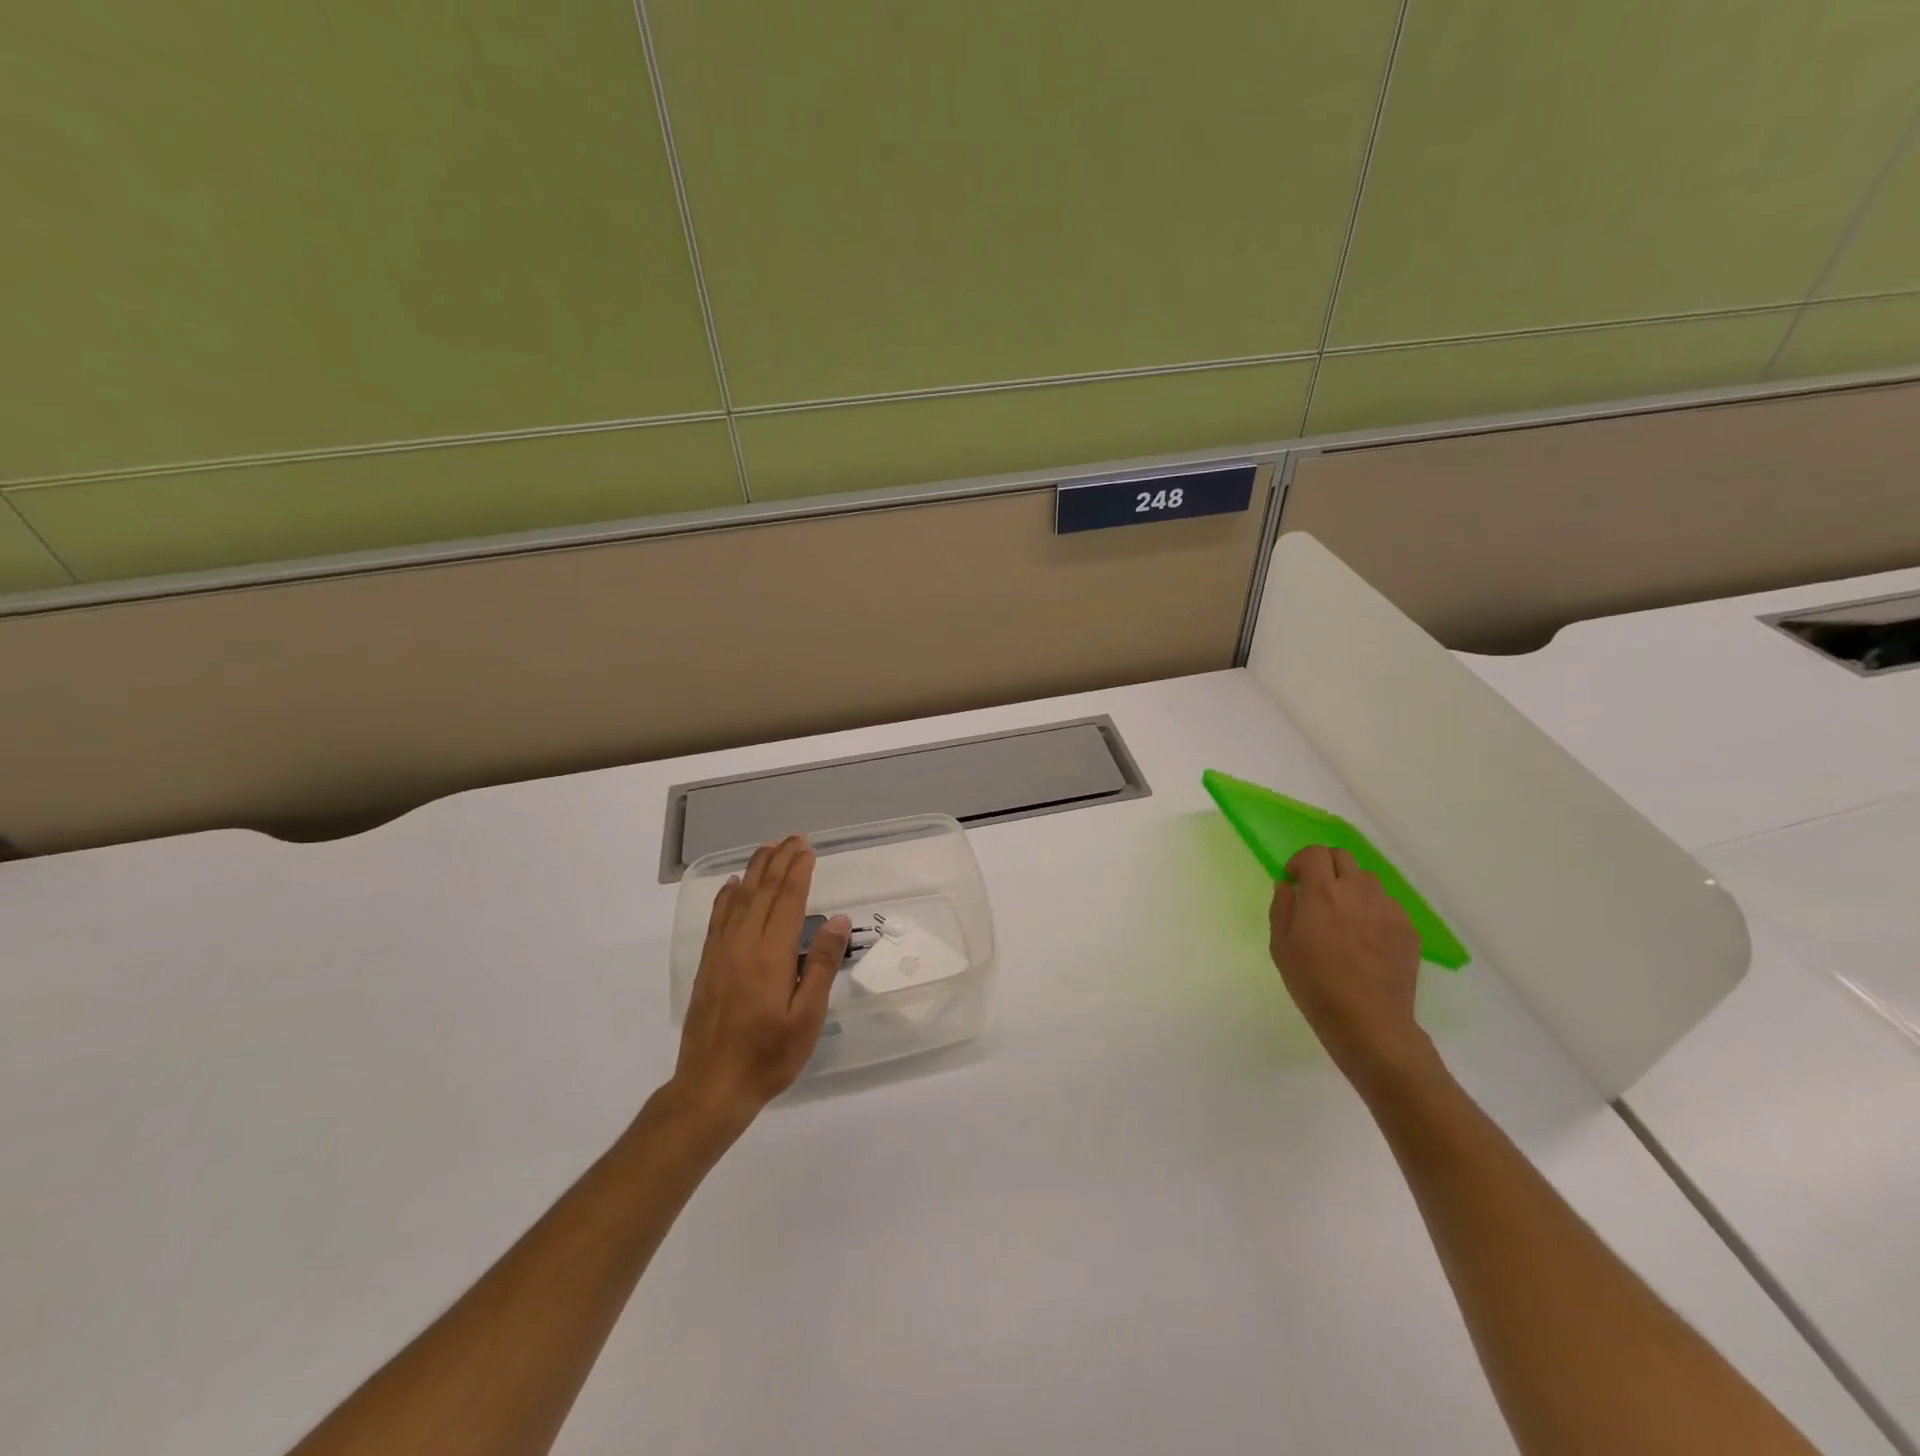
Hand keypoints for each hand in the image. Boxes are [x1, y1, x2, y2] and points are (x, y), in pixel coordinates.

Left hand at [669, 835, 848, 1132]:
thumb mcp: (807, 1017)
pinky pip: (717, 920)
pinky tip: (733, 886)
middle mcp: (743, 945)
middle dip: (779, 862)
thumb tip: (836, 920)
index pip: (787, 901)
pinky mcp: (707, 966)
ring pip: (739, 900)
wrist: (711, 1088)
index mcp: (771, 955)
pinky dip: (727, 897)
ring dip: (755, 871)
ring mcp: (721, 954)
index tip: (808, 849)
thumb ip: (821, 965)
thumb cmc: (768, 1056)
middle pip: (763, 892)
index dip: (798, 872)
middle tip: (793, 839)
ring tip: (768, 848)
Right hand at [1269, 845, 1431, 1083]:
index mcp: (1322, 893)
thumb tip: (1287, 885)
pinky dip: (1372, 909)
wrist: (1369, 1022)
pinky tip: (1365, 938)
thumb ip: (1282, 908)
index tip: (1294, 880)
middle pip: (1343, 857)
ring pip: (1367, 880)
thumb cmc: (1315, 985)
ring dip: (1350, 886)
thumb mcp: (1281, 947)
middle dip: (1326, 866)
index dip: (1301, 861)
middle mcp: (1357, 892)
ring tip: (1343, 915)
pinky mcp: (1407, 929)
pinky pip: (1386, 905)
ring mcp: (1387, 909)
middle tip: (1317, 892)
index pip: (1315, 853)